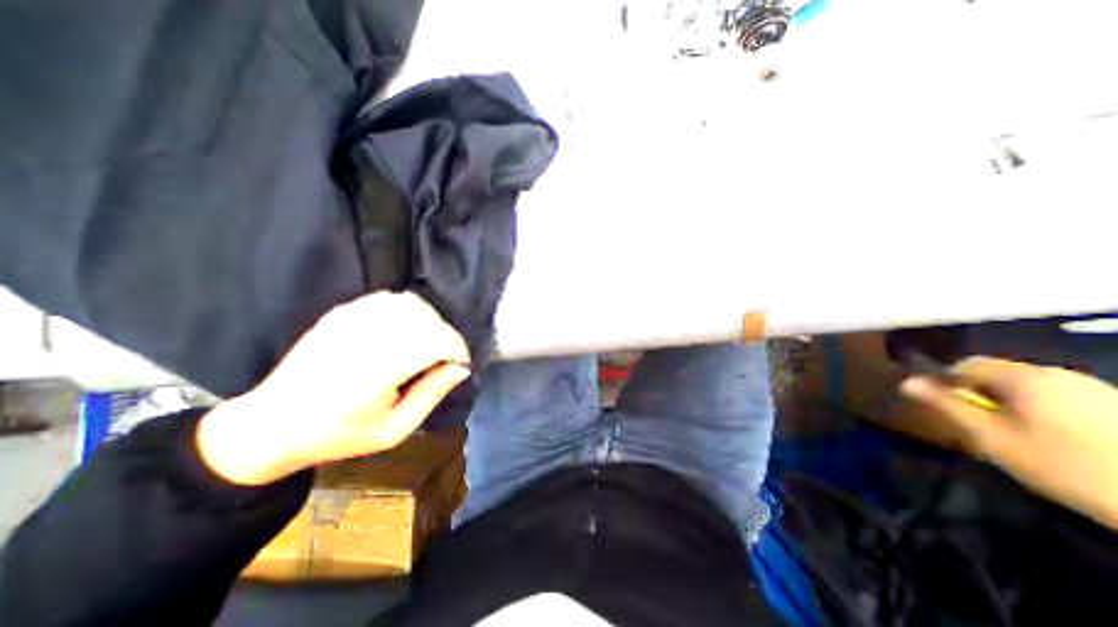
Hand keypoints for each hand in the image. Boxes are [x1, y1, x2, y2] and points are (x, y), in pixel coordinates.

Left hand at [196, 291, 467, 487]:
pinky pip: (390, 299)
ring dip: (430, 321)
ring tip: (427, 345)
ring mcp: (352, 319)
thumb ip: (432, 394)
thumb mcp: (395, 429)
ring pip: (412, 304)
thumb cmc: (339, 434)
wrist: (272, 425)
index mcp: (380, 368)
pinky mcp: (342, 312)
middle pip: (428, 319)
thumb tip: (461, 368)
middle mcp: (367, 335)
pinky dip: (408, 311)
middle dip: (447, 338)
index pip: (437, 340)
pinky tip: (404, 331)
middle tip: (445, 360)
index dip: (458, 350)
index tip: (461, 365)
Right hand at [903, 360, 1117, 529]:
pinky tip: (1055, 440)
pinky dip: (1043, 411)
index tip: (944, 405)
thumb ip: (947, 405)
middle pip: (999, 374)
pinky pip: (1060, 398)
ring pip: (1029, 387)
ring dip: (1010, 403)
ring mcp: (1096, 390)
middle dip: (980, 394)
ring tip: (1014, 434)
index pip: (967, 364)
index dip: (946, 380)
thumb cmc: (1064, 466)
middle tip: (978, 424)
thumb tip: (906, 382)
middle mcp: (1059, 374)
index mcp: (1025, 377)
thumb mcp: (992, 437)